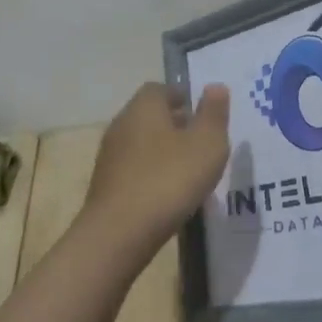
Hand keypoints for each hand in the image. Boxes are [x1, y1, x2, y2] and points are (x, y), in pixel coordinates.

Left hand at [83, 82, 231, 249]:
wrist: (118, 234)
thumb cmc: (169, 180)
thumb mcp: (207, 144)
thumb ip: (213, 113)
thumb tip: (215, 86)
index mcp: (144, 107)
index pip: (161, 89)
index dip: (183, 97)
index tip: (204, 113)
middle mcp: (122, 124)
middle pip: (150, 115)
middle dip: (176, 124)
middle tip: (202, 141)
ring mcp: (110, 156)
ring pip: (142, 143)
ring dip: (164, 151)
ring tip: (191, 170)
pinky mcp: (106, 185)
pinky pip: (135, 169)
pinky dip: (152, 174)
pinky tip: (170, 194)